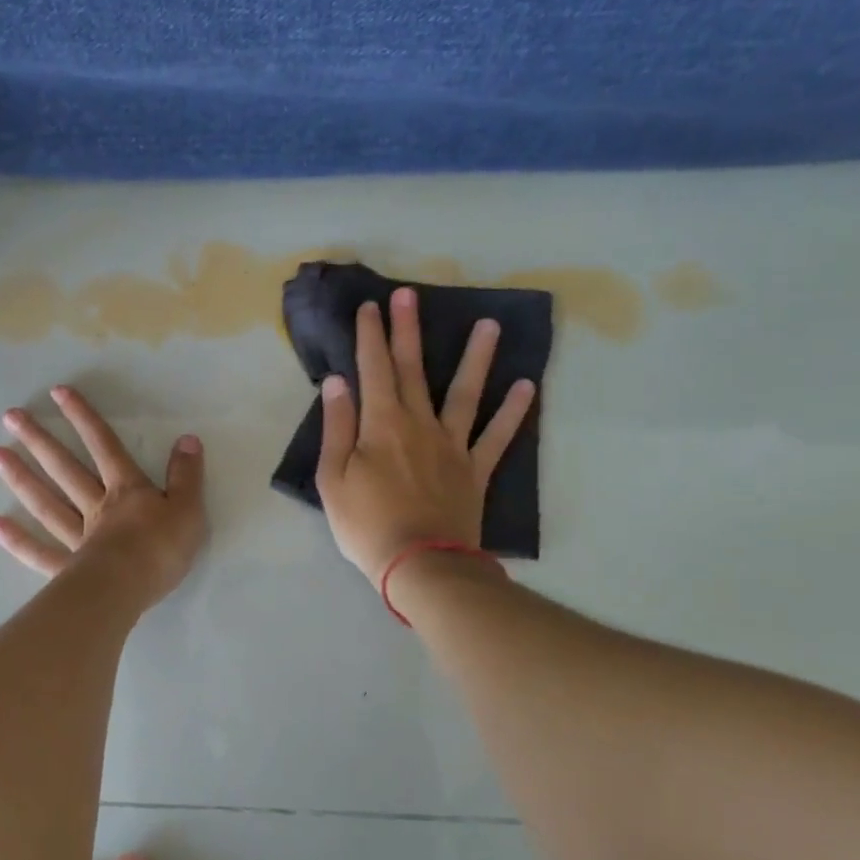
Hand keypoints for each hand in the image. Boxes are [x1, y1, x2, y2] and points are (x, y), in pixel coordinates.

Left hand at [0, 385, 207, 607]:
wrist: (130, 589)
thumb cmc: (161, 549)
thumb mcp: (188, 508)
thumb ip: (186, 475)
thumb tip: (188, 439)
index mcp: (127, 491)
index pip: (105, 446)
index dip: (84, 418)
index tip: (58, 393)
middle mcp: (96, 507)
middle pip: (66, 469)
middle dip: (40, 441)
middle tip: (10, 417)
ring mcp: (78, 538)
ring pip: (47, 503)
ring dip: (22, 478)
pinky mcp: (67, 569)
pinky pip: (39, 552)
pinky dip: (17, 540)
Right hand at [316, 288, 534, 586]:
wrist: (420, 565)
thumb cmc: (366, 524)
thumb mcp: (333, 478)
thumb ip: (337, 427)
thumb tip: (338, 382)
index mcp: (381, 425)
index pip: (374, 370)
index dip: (370, 336)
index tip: (371, 306)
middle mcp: (419, 424)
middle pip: (414, 369)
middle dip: (408, 330)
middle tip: (410, 294)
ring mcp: (452, 445)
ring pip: (466, 392)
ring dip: (476, 357)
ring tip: (489, 324)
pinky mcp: (475, 470)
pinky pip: (497, 436)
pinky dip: (513, 411)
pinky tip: (526, 386)